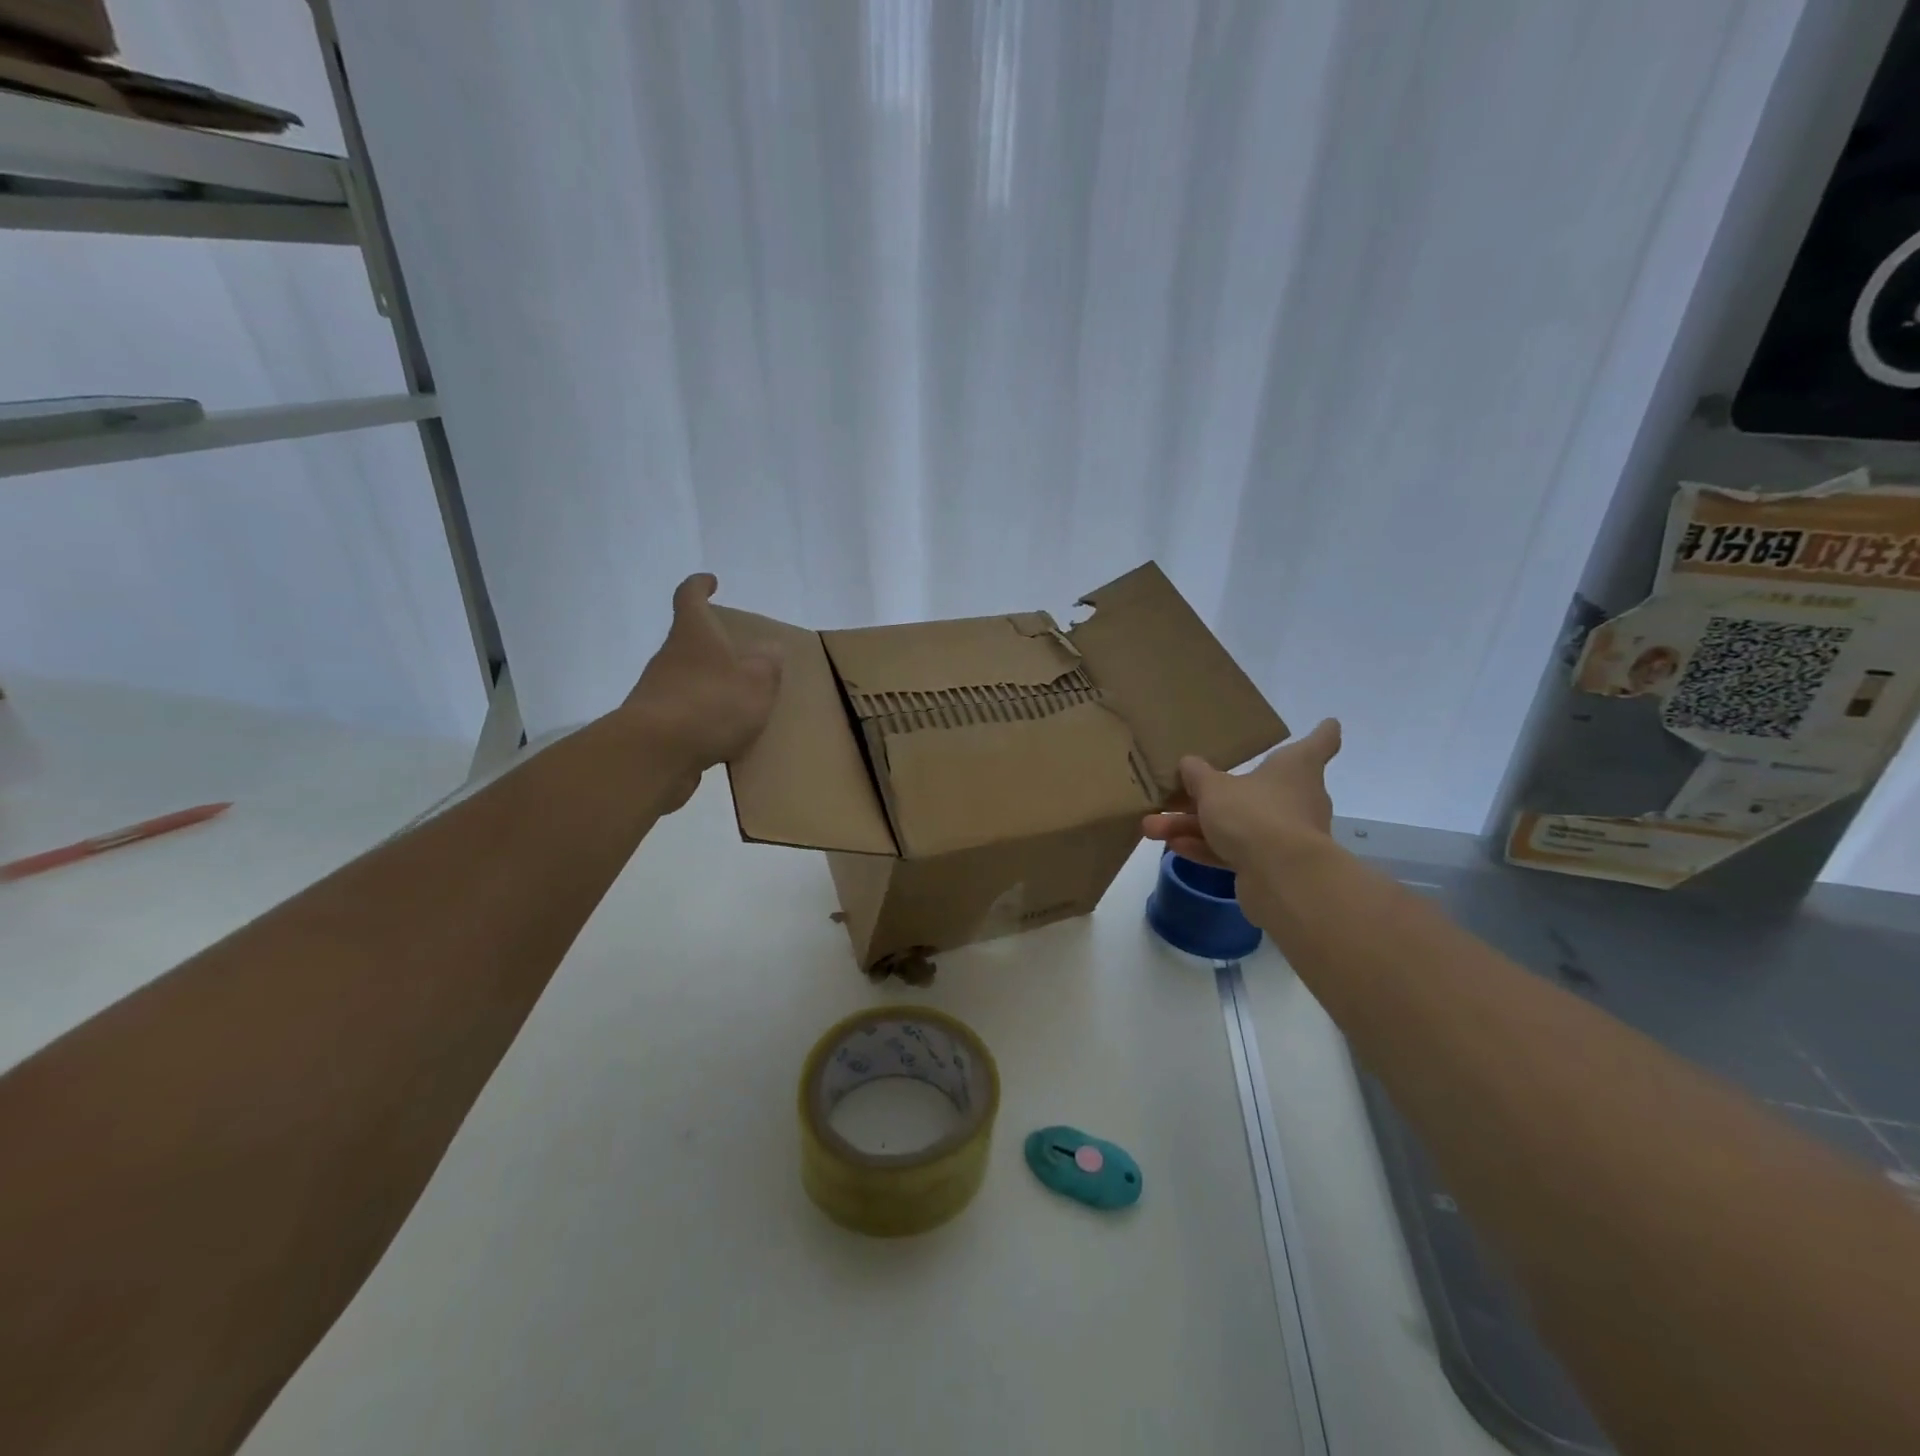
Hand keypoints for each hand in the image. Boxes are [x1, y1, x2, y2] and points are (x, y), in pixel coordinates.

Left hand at [617, 574, 780, 810]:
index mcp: (694, 634)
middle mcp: (670, 657)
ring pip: (689, 679)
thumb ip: (767, 665)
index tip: (711, 582)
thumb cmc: (710, 704)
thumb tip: (770, 649)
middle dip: (714, 646)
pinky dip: (704, 719)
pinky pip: (686, 714)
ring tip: (742, 703)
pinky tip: (726, 737)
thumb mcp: (756, 683)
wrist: (654, 755)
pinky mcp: (656, 726)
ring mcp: (658, 691)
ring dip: (711, 686)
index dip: (699, 586)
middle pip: (690, 642)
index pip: (690, 597)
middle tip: (744, 657)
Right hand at [1141, 718, 1340, 871]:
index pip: (1320, 743)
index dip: (1321, 732)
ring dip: (1193, 825)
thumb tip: (1188, 764)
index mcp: (1295, 768)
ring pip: (1235, 824)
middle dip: (1212, 793)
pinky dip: (1205, 847)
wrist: (1280, 878)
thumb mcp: (1214, 788)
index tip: (1327, 723)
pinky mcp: (1271, 866)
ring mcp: (1286, 835)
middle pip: (1256, 788)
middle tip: (1177, 791)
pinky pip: (1233, 850)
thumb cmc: (1254, 814)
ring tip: (1152, 827)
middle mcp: (1297, 799)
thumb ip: (1197, 775)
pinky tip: (1173, 846)